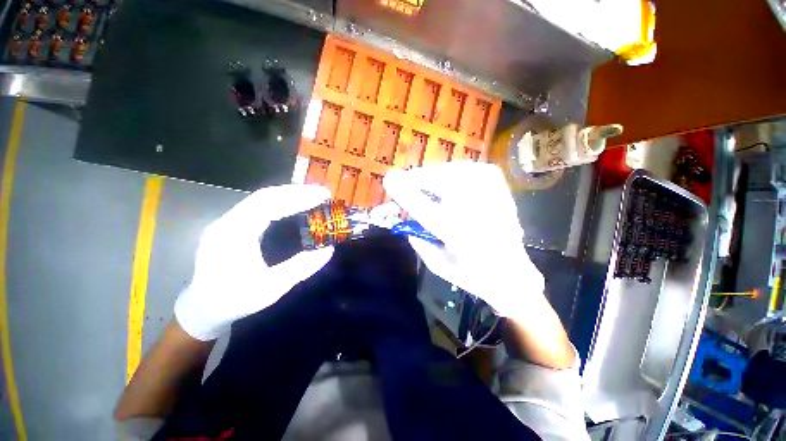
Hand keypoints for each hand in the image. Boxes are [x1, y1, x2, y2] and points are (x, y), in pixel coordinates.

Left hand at [174, 185, 334, 340]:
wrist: (203, 310)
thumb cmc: (235, 300)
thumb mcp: (271, 288)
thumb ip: (300, 267)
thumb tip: (328, 250)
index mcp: (233, 234)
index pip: (268, 204)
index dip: (297, 197)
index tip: (322, 195)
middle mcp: (227, 222)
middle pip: (264, 196)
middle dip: (295, 192)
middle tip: (322, 193)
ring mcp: (227, 223)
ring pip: (260, 200)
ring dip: (288, 195)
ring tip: (312, 196)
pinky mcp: (231, 227)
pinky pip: (258, 208)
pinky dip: (279, 203)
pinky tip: (293, 206)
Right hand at [383, 162, 544, 319]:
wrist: (513, 273)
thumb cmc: (472, 275)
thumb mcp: (438, 265)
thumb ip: (419, 241)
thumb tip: (407, 219)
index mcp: (456, 233)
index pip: (422, 205)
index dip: (402, 190)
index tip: (388, 179)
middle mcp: (473, 210)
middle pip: (438, 180)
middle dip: (417, 179)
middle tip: (408, 183)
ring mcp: (490, 195)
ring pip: (453, 170)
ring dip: (435, 176)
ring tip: (429, 186)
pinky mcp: (500, 187)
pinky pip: (471, 169)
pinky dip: (455, 172)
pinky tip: (452, 182)